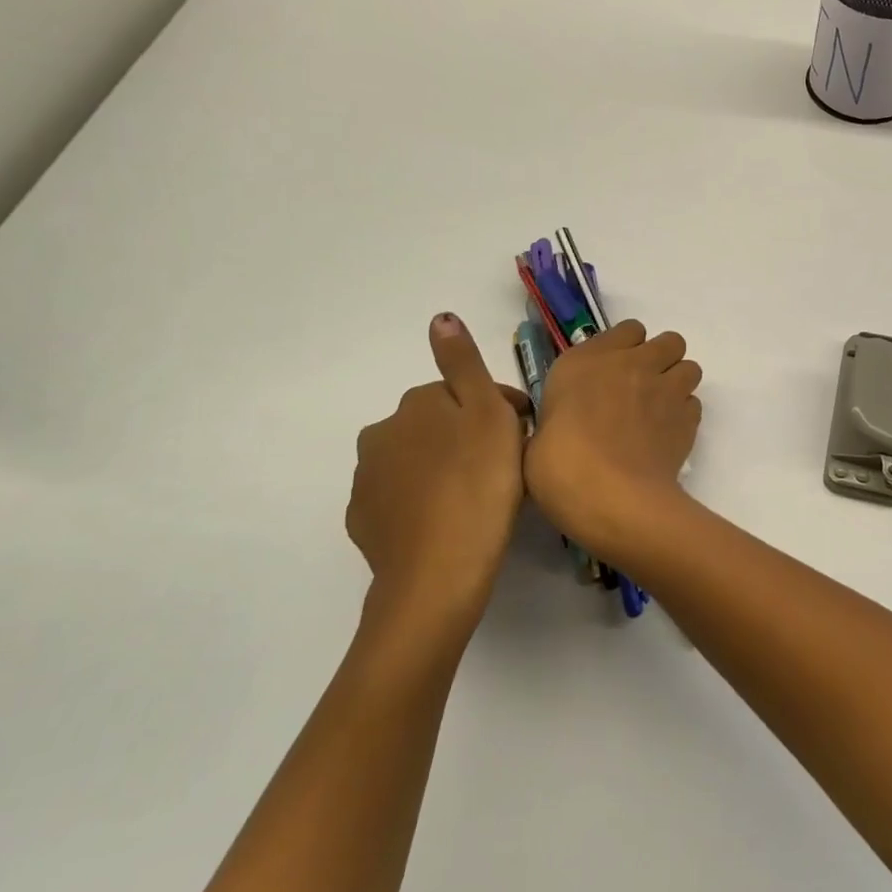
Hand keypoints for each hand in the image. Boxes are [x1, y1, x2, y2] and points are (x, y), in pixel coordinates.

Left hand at [346, 313, 531, 631]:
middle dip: (468, 436)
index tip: (526, 435)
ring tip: (480, 498)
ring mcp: (368, 479)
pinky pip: (402, 498)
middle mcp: (382, 433)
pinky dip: (424, 500)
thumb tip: (440, 317)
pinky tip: (449, 520)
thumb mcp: (487, 415)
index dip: (500, 410)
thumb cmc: (478, 486)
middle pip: (437, 425)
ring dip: (445, 466)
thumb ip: (463, 363)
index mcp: (416, 404)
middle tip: (505, 468)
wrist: (437, 574)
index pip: (463, 393)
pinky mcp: (365, 520)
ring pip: (418, 460)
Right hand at [525, 320, 701, 554]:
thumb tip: (562, 426)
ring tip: (660, 411)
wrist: (613, 497)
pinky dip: (685, 415)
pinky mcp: (688, 418)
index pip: (627, 329)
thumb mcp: (537, 437)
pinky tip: (667, 436)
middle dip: (662, 359)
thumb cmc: (560, 467)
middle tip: (644, 389)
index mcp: (585, 361)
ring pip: (690, 368)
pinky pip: (694, 404)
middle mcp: (631, 364)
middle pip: (669, 342)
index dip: (626, 347)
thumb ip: (557, 418)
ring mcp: (665, 389)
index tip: (614, 372)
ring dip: (678, 384)